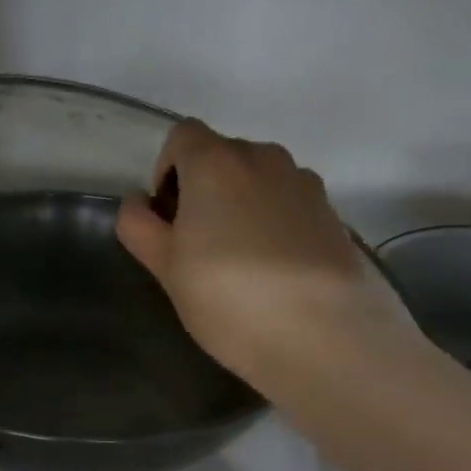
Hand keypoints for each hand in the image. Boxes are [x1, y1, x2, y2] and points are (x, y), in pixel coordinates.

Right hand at [116, 119, 415, 394]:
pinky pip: (290, 205)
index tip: (168, 218)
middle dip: (204, 189)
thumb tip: (137, 202)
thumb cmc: (228, 297)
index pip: (182, 136)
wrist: (323, 334)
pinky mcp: (333, 214)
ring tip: (240, 261)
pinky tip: (274, 273)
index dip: (167, 171)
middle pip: (223, 156)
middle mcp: (264, 158)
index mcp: (216, 162)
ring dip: (242, 205)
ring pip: (259, 180)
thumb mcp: (165, 268)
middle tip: (198, 246)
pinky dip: (274, 224)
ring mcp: (305, 184)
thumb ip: (140, 227)